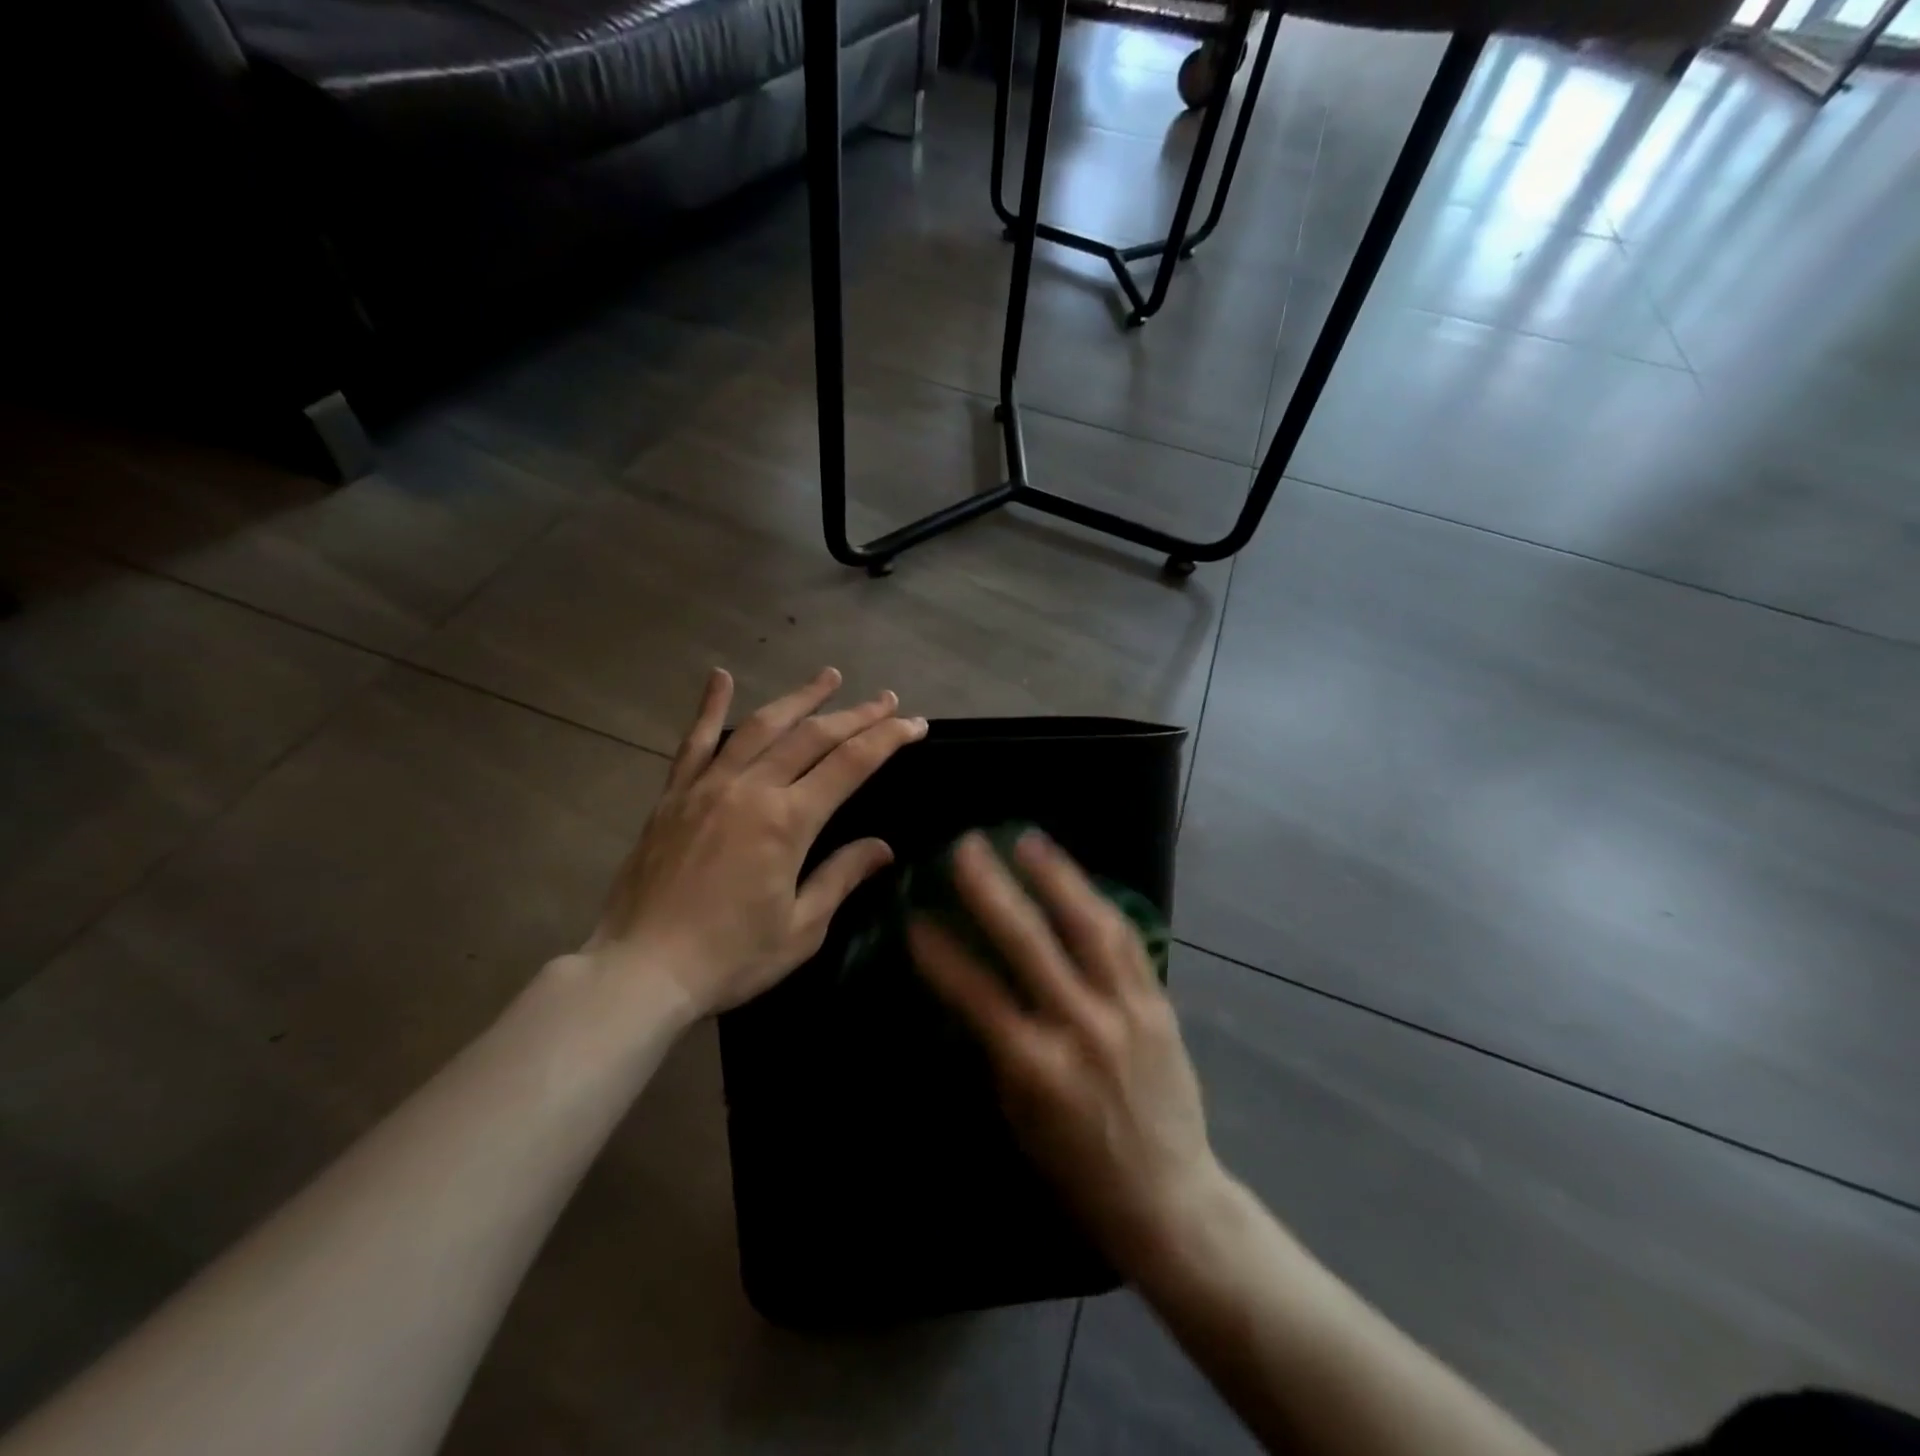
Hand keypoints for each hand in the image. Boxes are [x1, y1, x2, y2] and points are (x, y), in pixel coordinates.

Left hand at [584, 667, 926, 1015]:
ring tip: (830, 676)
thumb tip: (882, 848)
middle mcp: (751, 789)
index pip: (851, 764)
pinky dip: (710, 707)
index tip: (915, 723)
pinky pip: (695, 741)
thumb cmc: (730, 957)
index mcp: (788, 822)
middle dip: (857, 714)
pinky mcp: (674, 795)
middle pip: (813, 736)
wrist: (640, 970)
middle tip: (887, 699)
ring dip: (800, 698)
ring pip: (762, 726)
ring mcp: (708, 786)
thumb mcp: (801, 928)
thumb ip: (841, 877)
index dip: (888, 738)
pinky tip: (720, 677)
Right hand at [909, 830, 1221, 1270]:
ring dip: (1055, 878)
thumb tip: (973, 993)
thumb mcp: (1020, 1117)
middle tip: (967, 848)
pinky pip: (1127, 941)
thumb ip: (999, 1050)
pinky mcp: (1159, 1003)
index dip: (942, 955)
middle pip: (1031, 945)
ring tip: (1028, 840)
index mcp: (1037, 1068)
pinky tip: (1079, 878)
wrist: (1169, 1198)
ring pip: (1089, 927)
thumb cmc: (1078, 1168)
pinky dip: (1099, 904)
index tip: (916, 919)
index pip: (977, 995)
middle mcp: (1082, 1028)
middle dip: (993, 890)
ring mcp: (1126, 1010)